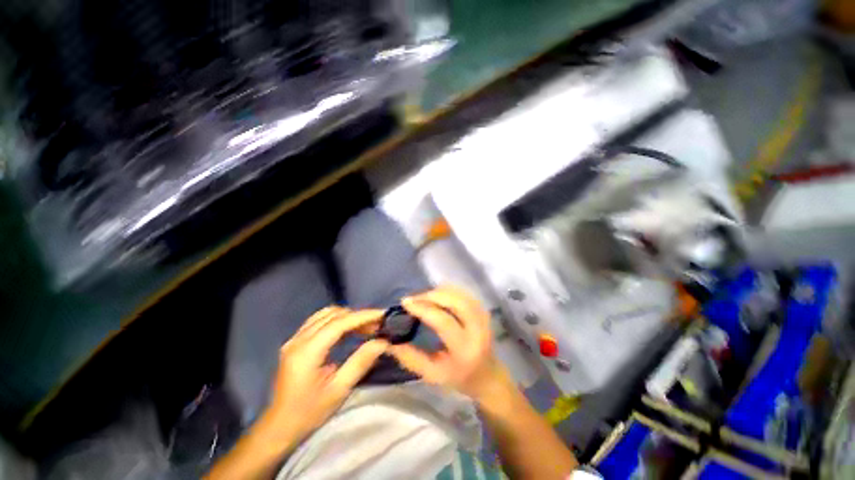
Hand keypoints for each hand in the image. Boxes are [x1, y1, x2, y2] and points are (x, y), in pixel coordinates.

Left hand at [255, 306, 387, 448]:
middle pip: (333, 315)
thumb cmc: (309, 413)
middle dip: (357, 316)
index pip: (339, 323)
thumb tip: (382, 342)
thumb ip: (361, 362)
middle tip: (377, 325)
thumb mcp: (339, 391)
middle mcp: (298, 340)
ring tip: (365, 327)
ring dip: (347, 316)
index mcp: (307, 352)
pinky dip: (337, 320)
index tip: (382, 315)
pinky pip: (319, 320)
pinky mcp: (294, 342)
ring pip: (325, 314)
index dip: (362, 316)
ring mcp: (294, 339)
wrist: (278, 427)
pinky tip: (347, 330)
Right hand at [389, 286, 510, 403]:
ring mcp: (484, 319)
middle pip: (455, 302)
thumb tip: (389, 342)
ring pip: (461, 295)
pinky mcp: (484, 311)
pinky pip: (465, 294)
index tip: (406, 303)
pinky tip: (437, 294)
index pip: (443, 321)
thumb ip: (410, 358)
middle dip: (432, 295)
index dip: (423, 308)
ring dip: (440, 291)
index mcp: (464, 350)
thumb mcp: (432, 374)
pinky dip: (449, 290)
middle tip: (414, 298)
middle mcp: (477, 330)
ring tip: (423, 296)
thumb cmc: (459, 378)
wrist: (488, 377)